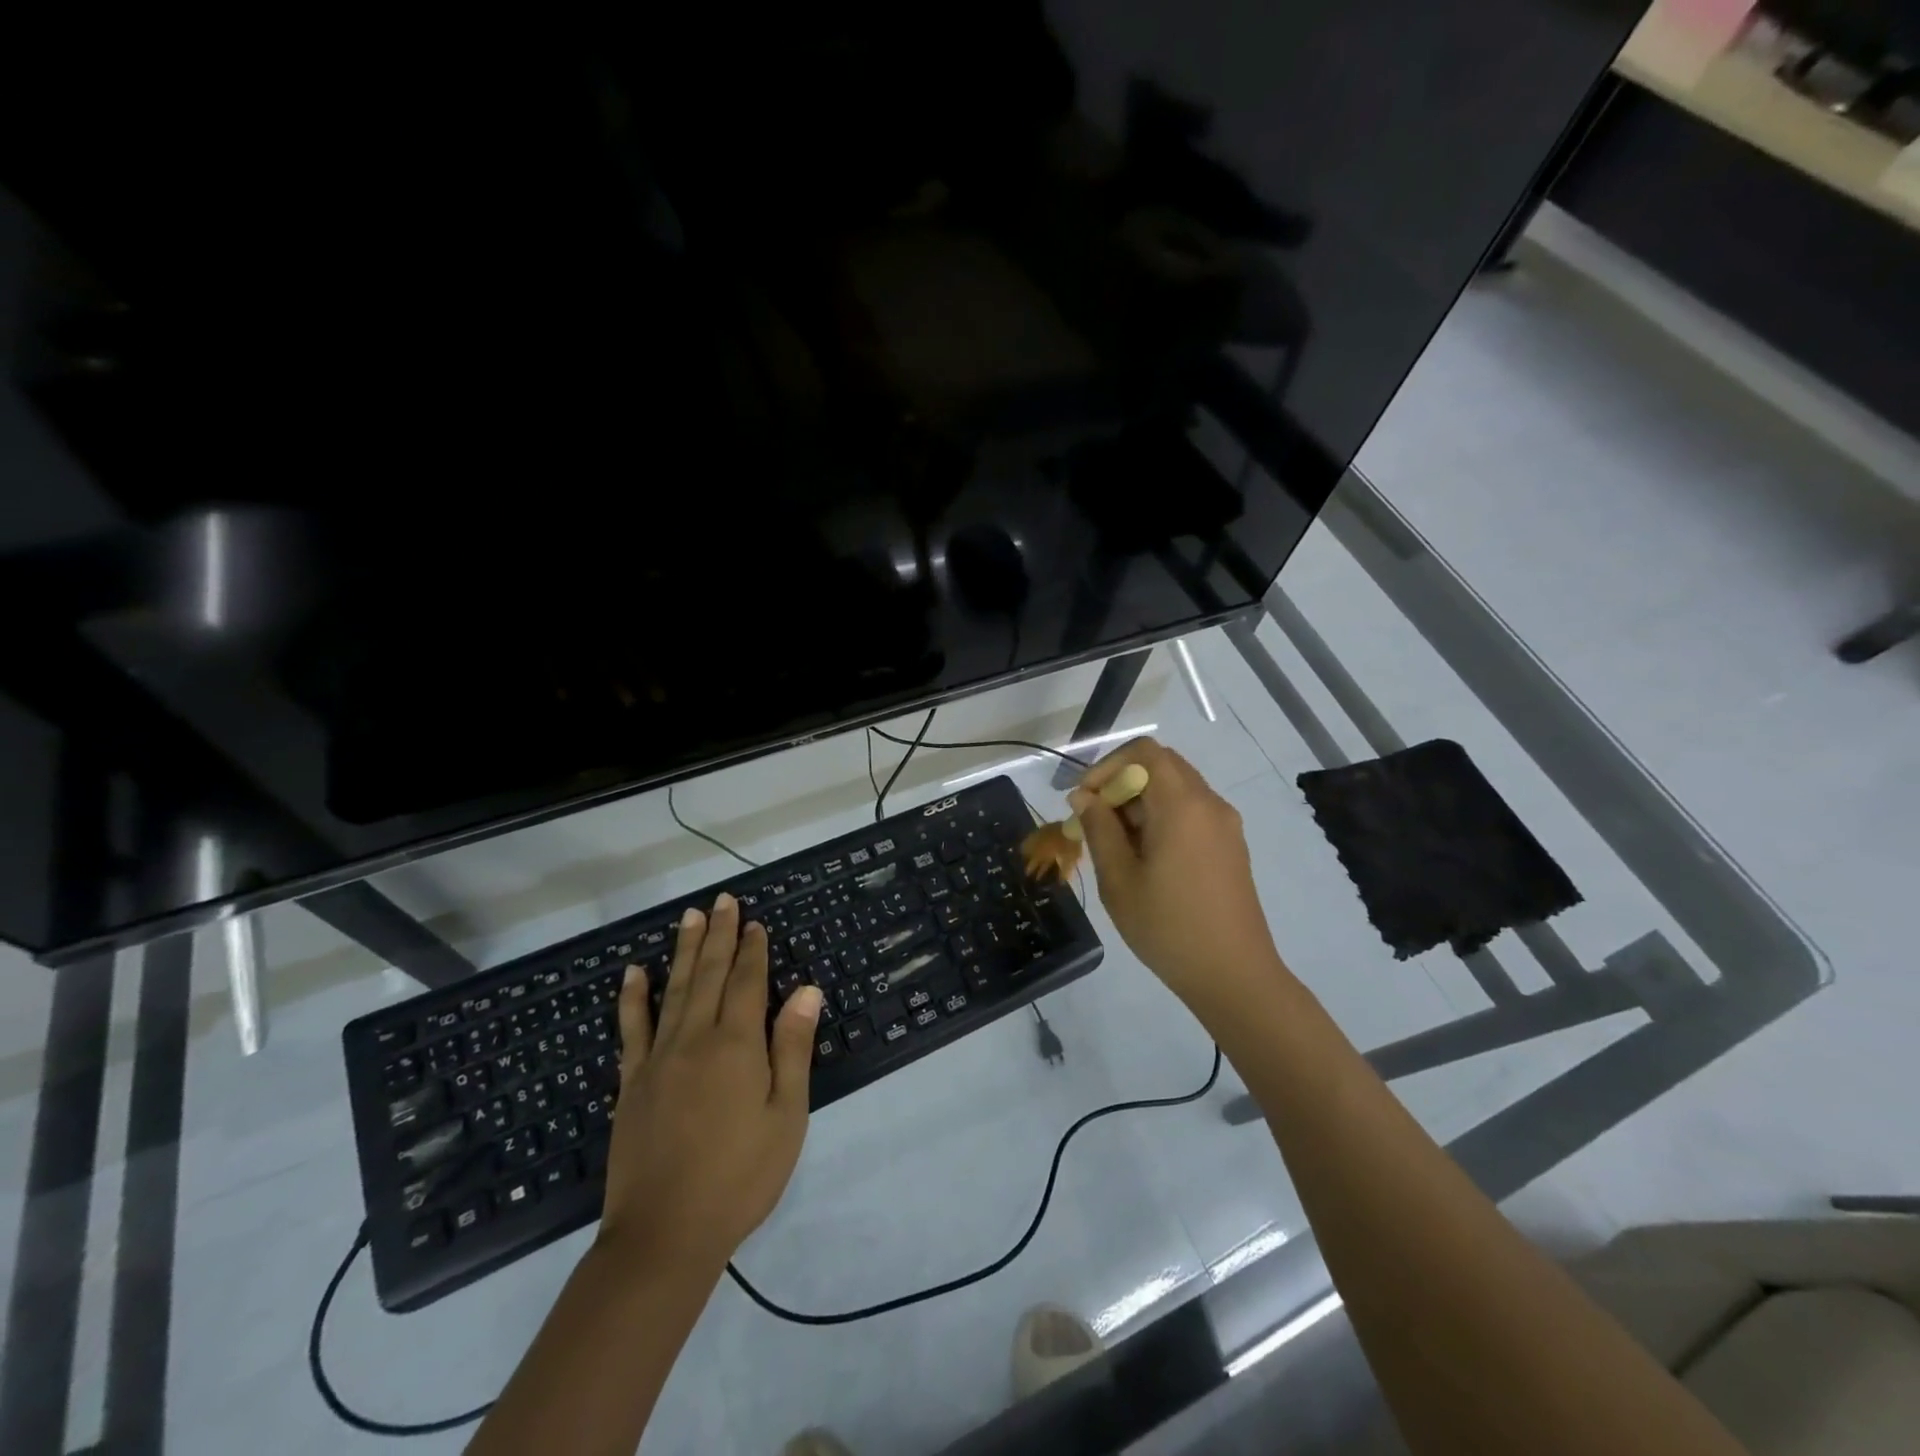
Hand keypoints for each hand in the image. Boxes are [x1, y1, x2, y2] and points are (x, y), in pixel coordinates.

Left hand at [599, 893, 822, 1277]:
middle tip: (723, 900)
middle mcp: (694, 1039)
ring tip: (690, 917)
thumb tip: (805, 989)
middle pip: (708, 974)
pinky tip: (633, 973)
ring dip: (683, 950)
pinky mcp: (630, 1082)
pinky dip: (633, 997)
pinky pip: (631, 1028)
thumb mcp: (786, 1115)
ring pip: (673, 990)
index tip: (755, 922)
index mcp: (736, 1045)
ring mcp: (657, 1058)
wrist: (664, 1235)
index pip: (746, 982)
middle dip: (719, 935)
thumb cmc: (740, 1176)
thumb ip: (792, 1048)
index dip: (752, 950)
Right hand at [1070, 737, 1284, 1009]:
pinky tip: (1145, 857)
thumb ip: (1099, 829)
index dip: (1107, 766)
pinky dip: (1162, 817)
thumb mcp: (1119, 879)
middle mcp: (1209, 803)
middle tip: (1095, 822)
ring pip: (1176, 788)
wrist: (1234, 976)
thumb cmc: (1168, 927)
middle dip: (1121, 783)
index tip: (1085, 801)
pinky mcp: (1230, 845)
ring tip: (1115, 845)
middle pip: (1161, 766)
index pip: (1144, 752)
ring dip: (1140, 802)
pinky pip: (1191, 811)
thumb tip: (1084, 797)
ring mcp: (1225, 824)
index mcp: (1183, 805)